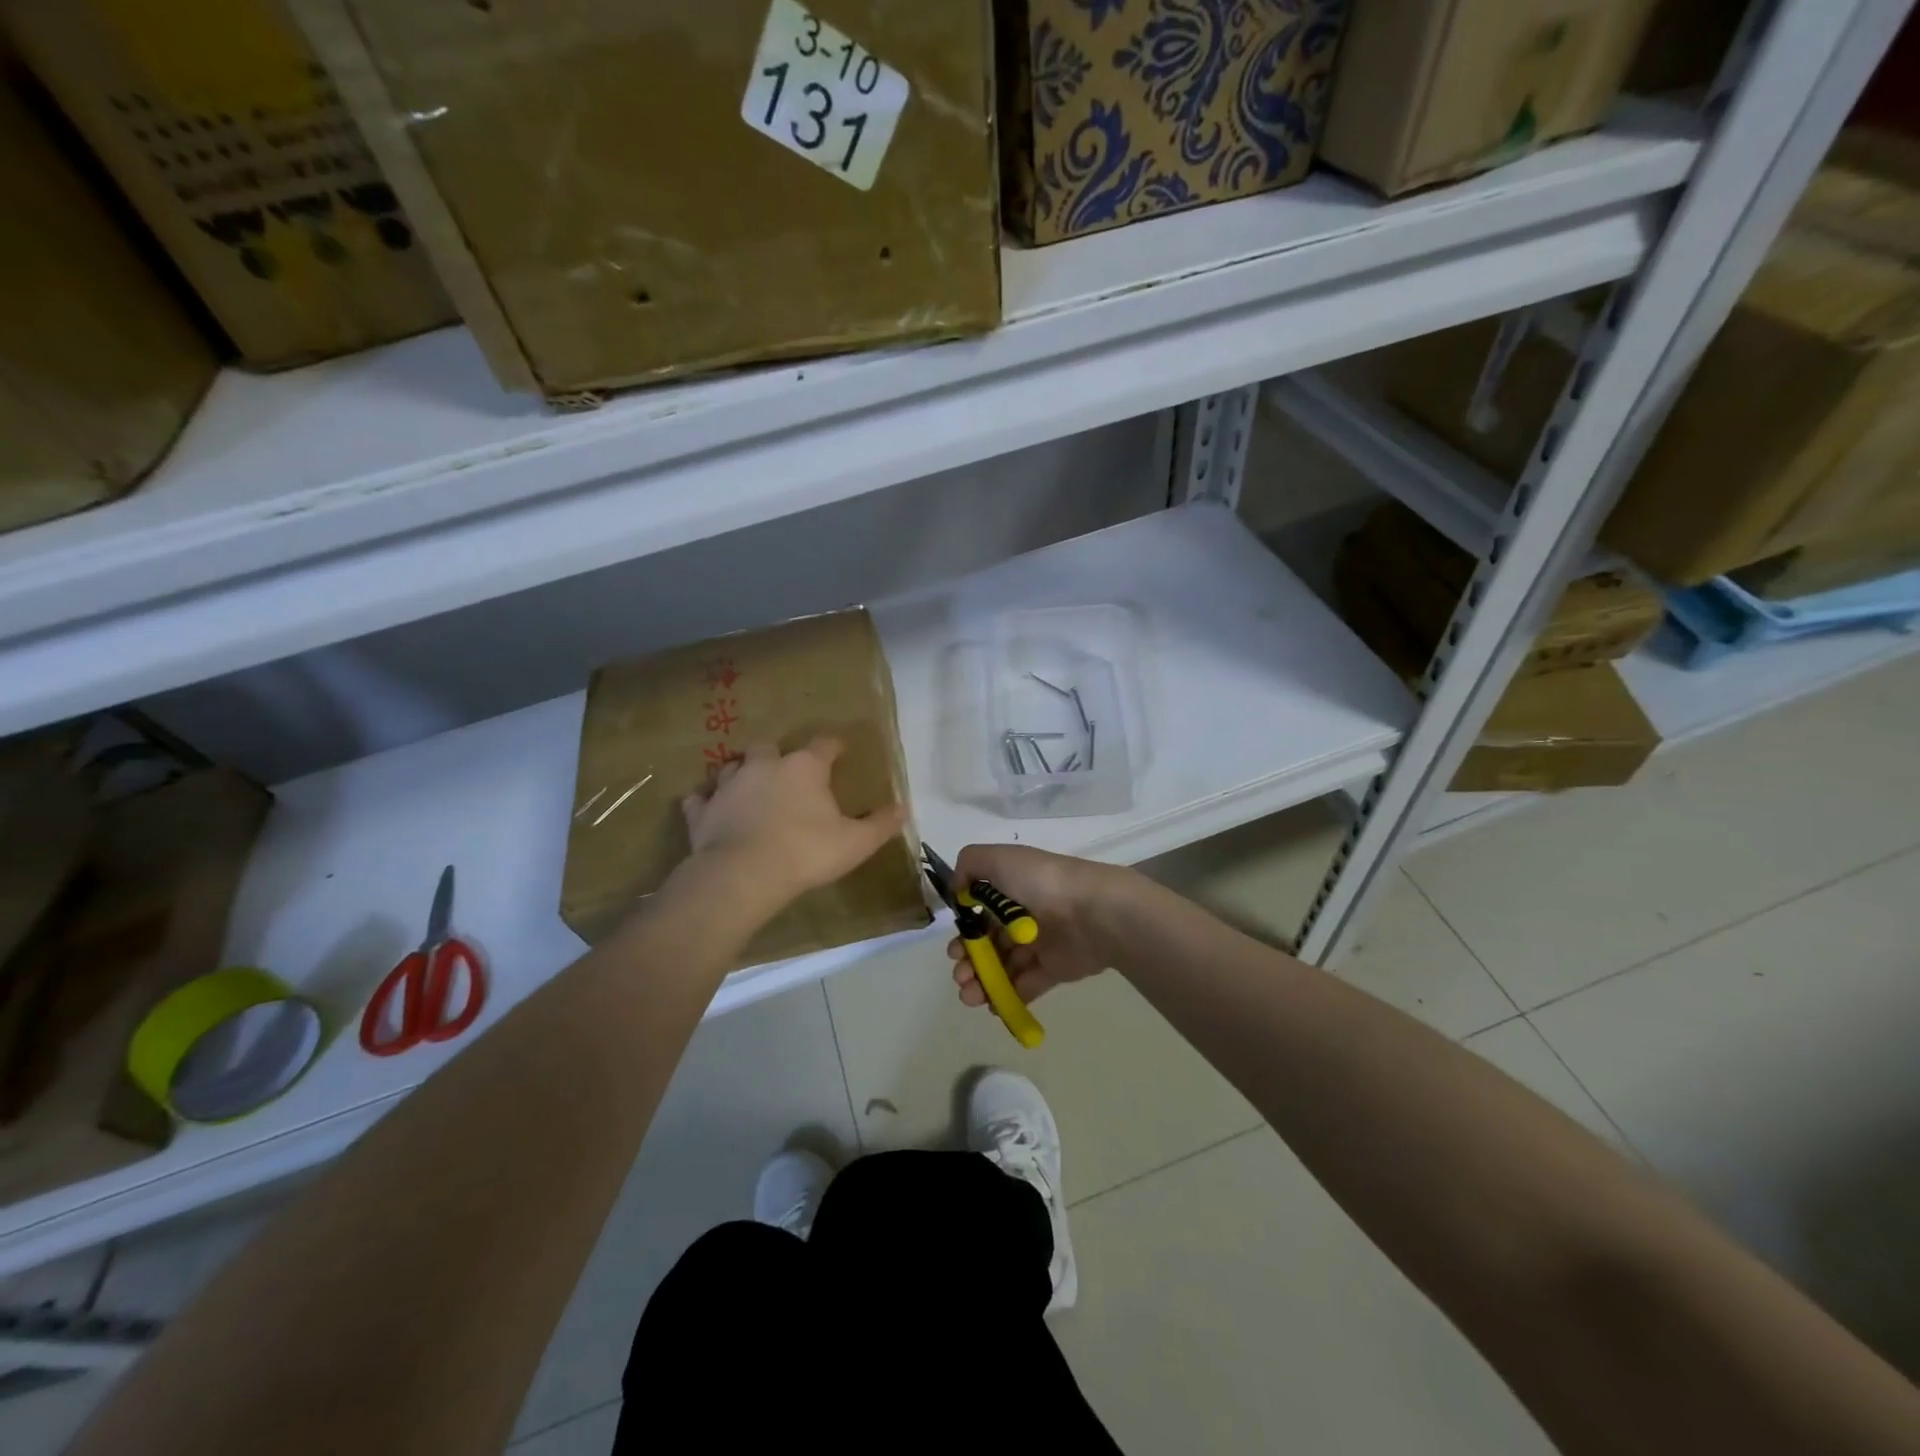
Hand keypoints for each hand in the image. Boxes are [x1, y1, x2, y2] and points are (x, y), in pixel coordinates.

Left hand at [680, 739, 908, 910]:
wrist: (744, 874)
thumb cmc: (807, 852)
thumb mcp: (856, 842)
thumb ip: (881, 824)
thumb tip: (904, 807)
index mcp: (805, 767)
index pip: (824, 745)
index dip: (833, 747)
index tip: (839, 751)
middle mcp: (765, 766)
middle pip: (769, 747)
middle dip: (777, 755)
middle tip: (786, 772)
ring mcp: (729, 784)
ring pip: (731, 766)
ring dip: (741, 773)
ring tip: (749, 788)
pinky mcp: (703, 810)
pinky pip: (701, 798)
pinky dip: (707, 801)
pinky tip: (710, 808)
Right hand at [946, 844, 1126, 1008]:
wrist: (1090, 911)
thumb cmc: (1041, 882)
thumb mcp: (998, 859)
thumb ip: (970, 865)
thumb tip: (958, 890)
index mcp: (1012, 888)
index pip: (980, 914)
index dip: (965, 933)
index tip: (954, 948)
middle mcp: (1024, 915)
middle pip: (989, 943)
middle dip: (969, 961)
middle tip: (961, 975)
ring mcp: (1039, 944)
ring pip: (1004, 966)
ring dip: (983, 982)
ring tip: (971, 995)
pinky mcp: (1054, 969)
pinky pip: (1027, 986)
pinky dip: (1008, 997)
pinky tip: (993, 1004)